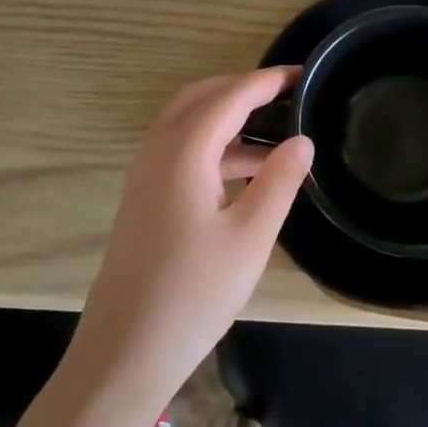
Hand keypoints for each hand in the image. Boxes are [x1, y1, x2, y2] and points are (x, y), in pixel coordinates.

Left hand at [69, 68, 313, 416]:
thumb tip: (302, 139)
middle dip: (243, 89)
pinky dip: (214, 146)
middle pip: (201, 97)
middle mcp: (158, 150)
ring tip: (276, 134)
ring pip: (188, 124)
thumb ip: (279, 181)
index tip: (303, 74)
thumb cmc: (193, 293)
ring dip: (227, 118)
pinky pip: (180, 151)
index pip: (231, 96)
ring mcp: (145, 175)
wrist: (124, 352)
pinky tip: (245, 173)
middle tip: (286, 95)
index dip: (268, 81)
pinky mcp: (144, 199)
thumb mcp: (250, 237)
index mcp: (184, 150)